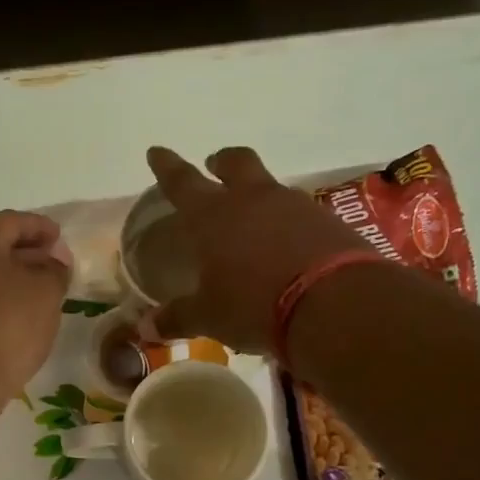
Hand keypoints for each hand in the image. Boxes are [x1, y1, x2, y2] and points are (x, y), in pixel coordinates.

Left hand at [0, 210, 70, 406]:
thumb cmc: (8, 326)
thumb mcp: (46, 293)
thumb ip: (55, 271)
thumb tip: (53, 262)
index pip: (10, 221)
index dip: (38, 226)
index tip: (60, 237)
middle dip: (27, 253)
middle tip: (55, 266)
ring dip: (14, 280)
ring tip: (42, 295)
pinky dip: (1, 302)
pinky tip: (20, 321)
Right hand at [142, 146, 370, 353]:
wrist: (332, 304)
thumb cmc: (253, 305)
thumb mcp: (209, 317)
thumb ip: (178, 318)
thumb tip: (147, 327)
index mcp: (213, 216)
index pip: (182, 182)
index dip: (166, 166)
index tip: (156, 151)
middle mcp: (253, 200)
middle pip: (236, 163)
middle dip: (221, 161)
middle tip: (215, 164)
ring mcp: (294, 207)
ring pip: (270, 186)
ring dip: (258, 193)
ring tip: (253, 217)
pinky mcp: (327, 222)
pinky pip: (300, 213)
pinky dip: (288, 222)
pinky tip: (287, 244)